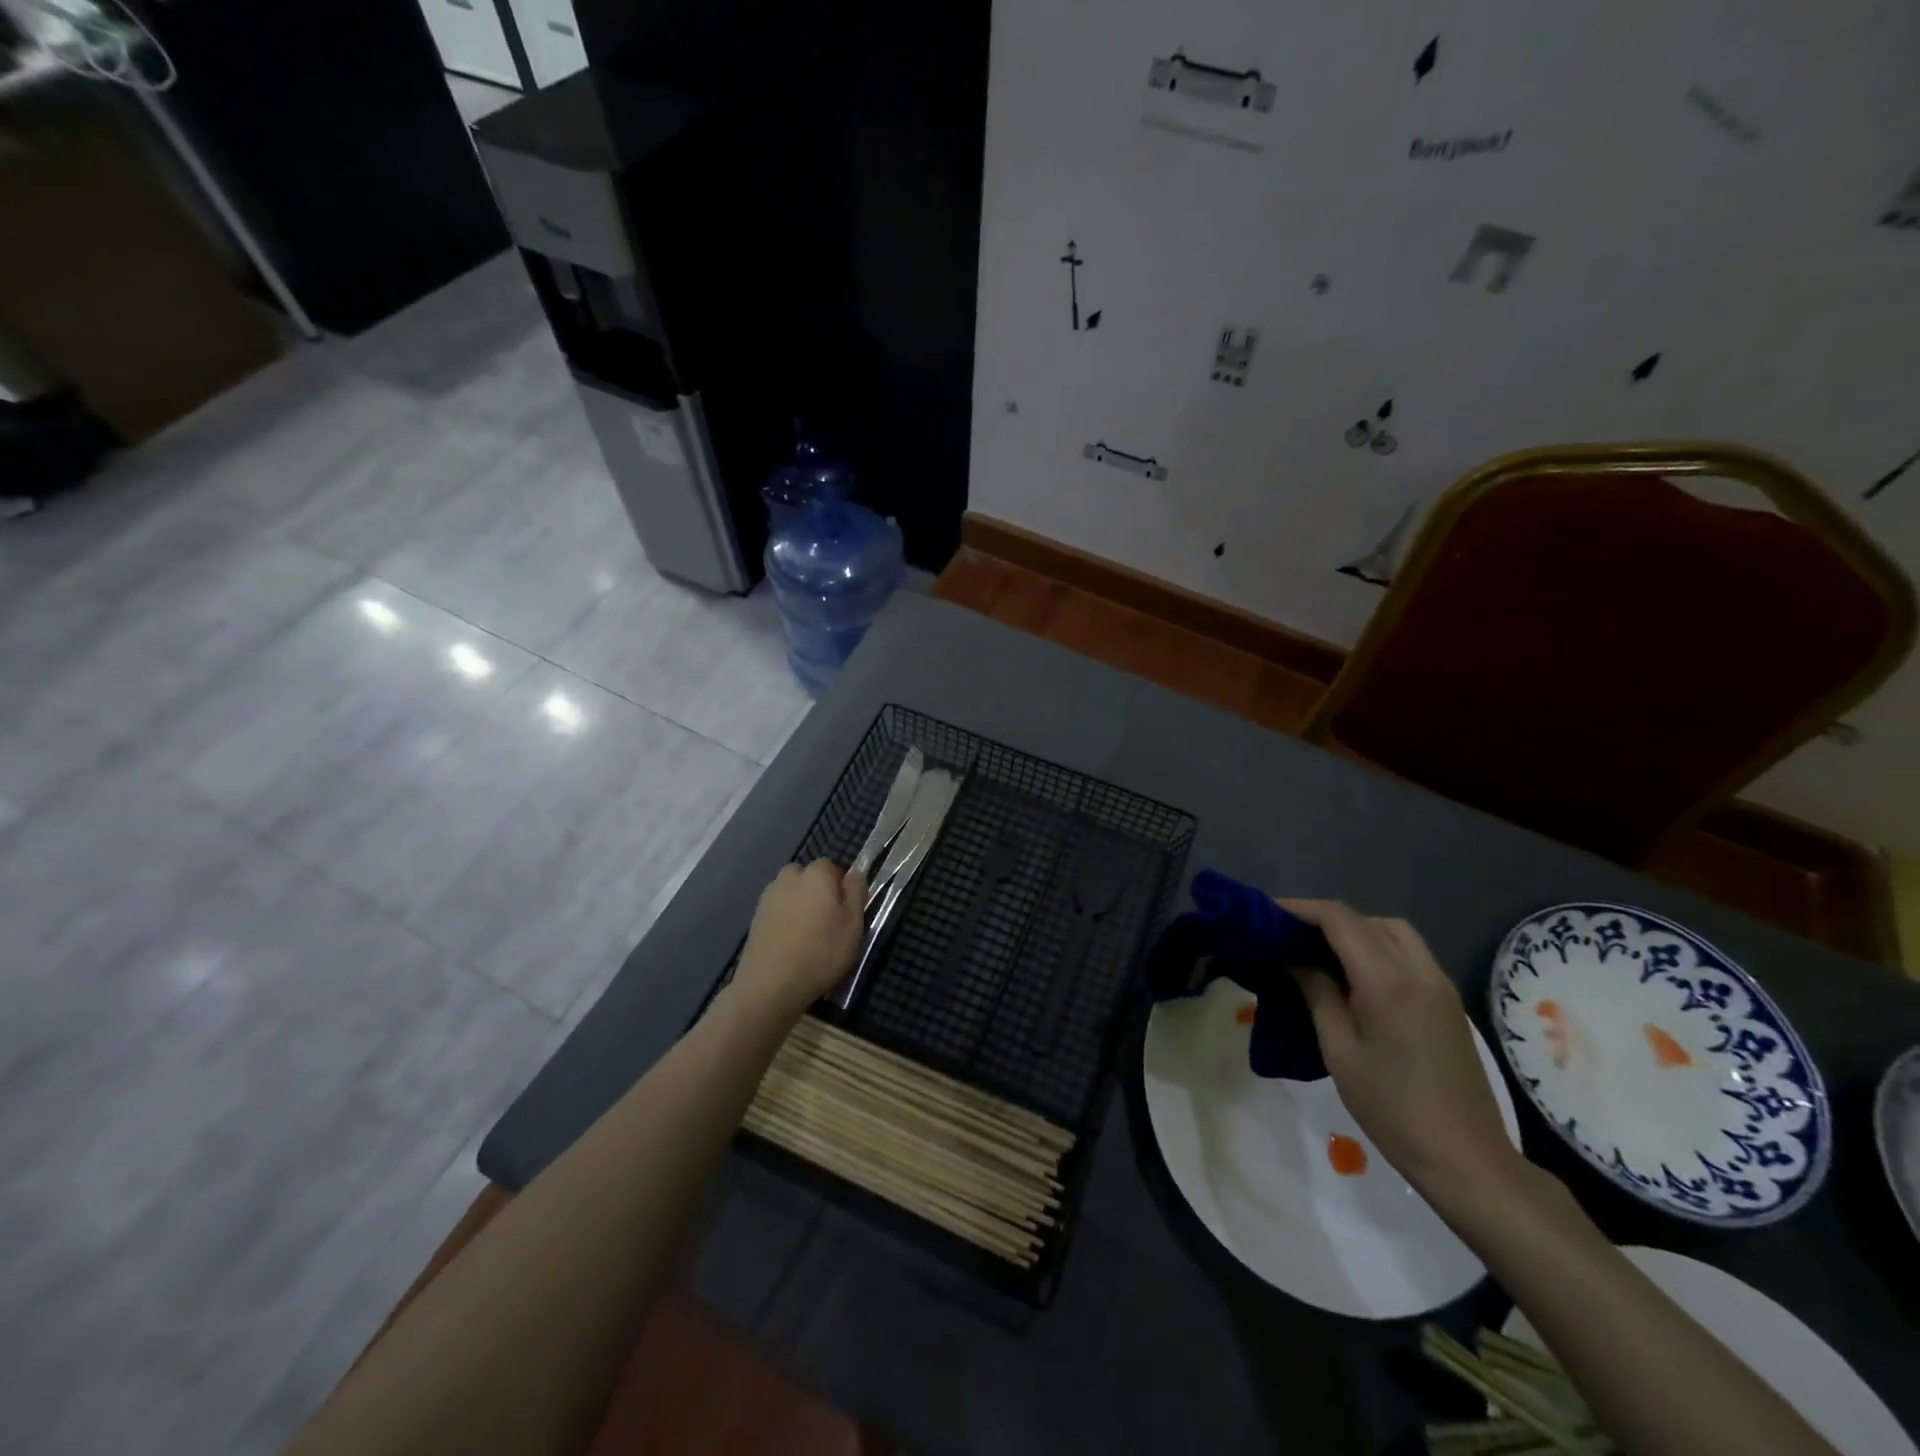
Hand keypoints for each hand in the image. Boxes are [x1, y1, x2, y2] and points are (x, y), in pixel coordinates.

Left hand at [732, 860, 867, 1020]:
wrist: (770, 985)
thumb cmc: (821, 952)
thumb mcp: (854, 923)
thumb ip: (856, 891)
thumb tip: (854, 873)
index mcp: (816, 874)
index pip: (832, 867)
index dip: (841, 887)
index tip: (846, 912)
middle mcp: (789, 877)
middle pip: (808, 878)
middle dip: (818, 893)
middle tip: (828, 923)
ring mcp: (768, 897)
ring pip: (791, 894)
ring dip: (800, 906)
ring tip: (808, 937)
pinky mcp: (755, 918)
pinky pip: (778, 911)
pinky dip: (785, 921)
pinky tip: (790, 945)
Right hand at [1280, 899, 1521, 1199]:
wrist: (1466, 1158)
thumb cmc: (1391, 1107)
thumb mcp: (1339, 1049)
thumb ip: (1317, 993)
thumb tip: (1294, 958)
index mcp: (1388, 980)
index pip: (1340, 919)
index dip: (1301, 909)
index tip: (1268, 914)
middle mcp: (1419, 971)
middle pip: (1368, 919)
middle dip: (1327, 918)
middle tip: (1290, 935)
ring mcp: (1439, 985)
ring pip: (1394, 932)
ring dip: (1356, 930)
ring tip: (1320, 952)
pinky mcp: (1448, 1002)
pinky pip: (1409, 953)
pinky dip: (1377, 947)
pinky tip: (1355, 974)